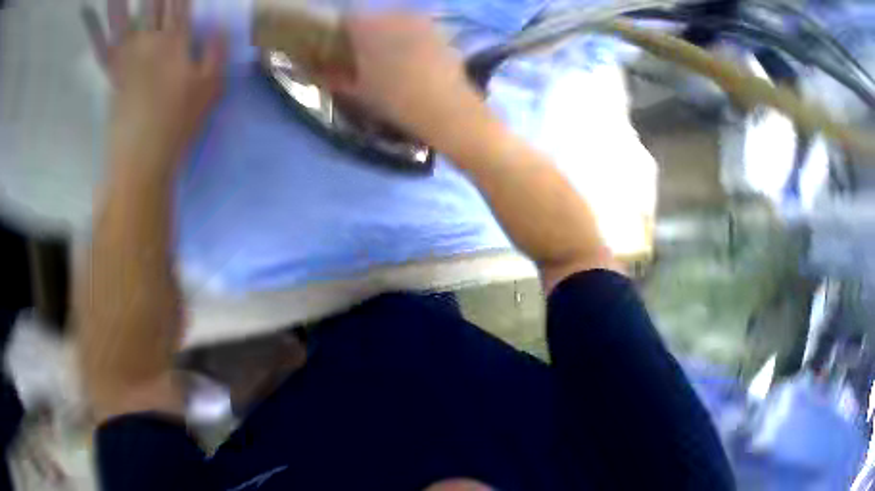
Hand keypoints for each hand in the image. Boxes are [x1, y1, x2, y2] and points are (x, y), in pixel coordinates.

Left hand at [82, 0, 225, 177]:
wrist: (147, 137)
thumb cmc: (185, 114)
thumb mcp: (212, 88)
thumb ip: (216, 56)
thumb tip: (220, 28)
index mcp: (177, 44)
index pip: (181, 10)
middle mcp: (149, 37)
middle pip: (153, 5)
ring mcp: (126, 47)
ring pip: (123, 12)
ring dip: (122, 0)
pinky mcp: (111, 62)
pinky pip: (99, 36)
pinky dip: (91, 22)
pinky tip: (86, 9)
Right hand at [326, 14, 488, 148]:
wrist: (444, 110)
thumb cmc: (398, 103)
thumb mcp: (365, 97)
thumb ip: (342, 83)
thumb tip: (328, 77)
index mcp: (365, 27)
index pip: (346, 24)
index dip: (346, 42)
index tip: (351, 60)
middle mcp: (391, 14)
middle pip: (374, 23)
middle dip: (373, 42)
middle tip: (379, 69)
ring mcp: (419, 22)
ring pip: (400, 28)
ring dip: (397, 45)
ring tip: (405, 73)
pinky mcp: (441, 35)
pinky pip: (422, 38)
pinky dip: (418, 51)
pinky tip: (424, 73)